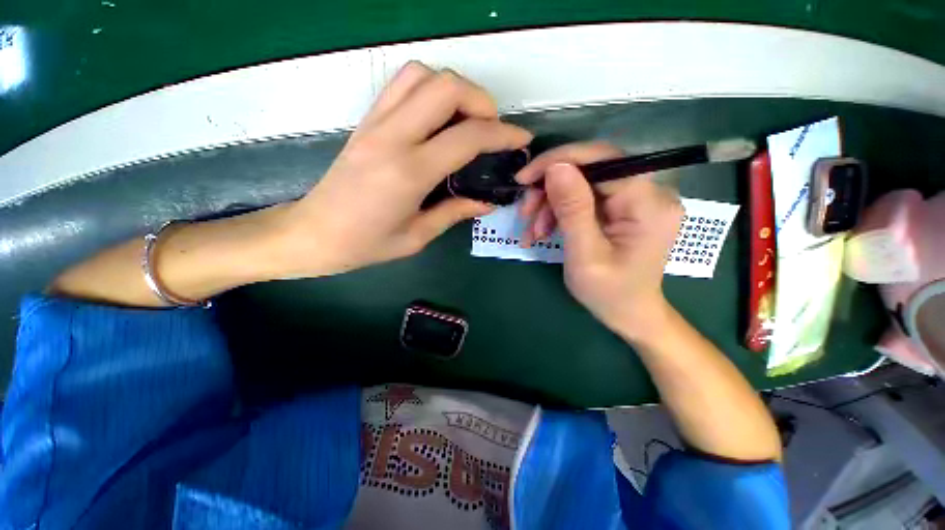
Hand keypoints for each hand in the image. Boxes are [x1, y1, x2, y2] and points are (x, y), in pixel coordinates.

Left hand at [276, 62, 532, 276]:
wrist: (313, 233)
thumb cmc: (366, 244)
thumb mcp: (417, 237)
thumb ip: (455, 212)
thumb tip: (487, 202)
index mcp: (410, 172)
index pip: (467, 137)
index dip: (502, 134)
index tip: (521, 139)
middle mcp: (393, 137)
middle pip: (446, 88)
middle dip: (481, 101)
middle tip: (491, 129)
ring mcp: (375, 123)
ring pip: (422, 76)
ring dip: (454, 89)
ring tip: (466, 120)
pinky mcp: (366, 121)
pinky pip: (401, 85)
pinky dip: (428, 89)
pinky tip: (437, 118)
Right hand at [515, 143, 682, 338]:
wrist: (629, 314)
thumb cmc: (609, 293)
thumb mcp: (585, 255)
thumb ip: (573, 210)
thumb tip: (556, 166)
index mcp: (648, 204)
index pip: (602, 159)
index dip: (559, 161)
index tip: (524, 178)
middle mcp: (649, 192)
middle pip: (589, 170)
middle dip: (549, 190)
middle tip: (525, 214)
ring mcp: (636, 199)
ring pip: (582, 183)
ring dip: (550, 204)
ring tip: (533, 232)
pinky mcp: (623, 208)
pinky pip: (584, 197)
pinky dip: (559, 211)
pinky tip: (544, 230)